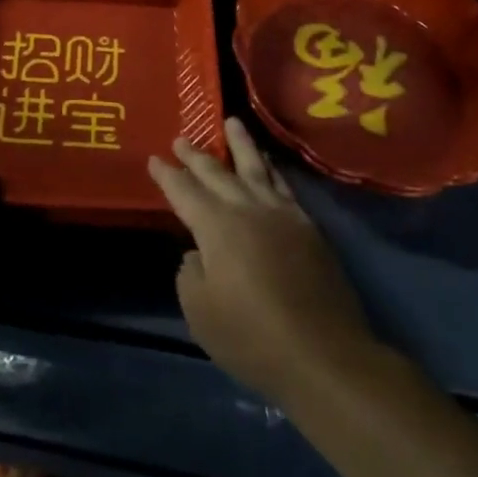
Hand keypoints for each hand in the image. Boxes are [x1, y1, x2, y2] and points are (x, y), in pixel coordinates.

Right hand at [149, 118, 382, 404]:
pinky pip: (284, 186)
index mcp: (217, 227)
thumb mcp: (200, 313)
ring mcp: (282, 215)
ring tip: (232, 122)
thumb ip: (190, 275)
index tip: (155, 158)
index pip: (184, 192)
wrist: (323, 354)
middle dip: (197, 155)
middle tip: (182, 138)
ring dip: (241, 145)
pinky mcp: (308, 228)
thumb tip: (197, 254)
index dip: (167, 175)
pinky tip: (268, 164)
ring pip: (256, 168)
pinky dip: (272, 169)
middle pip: (218, 174)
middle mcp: (248, 210)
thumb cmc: (252, 337)